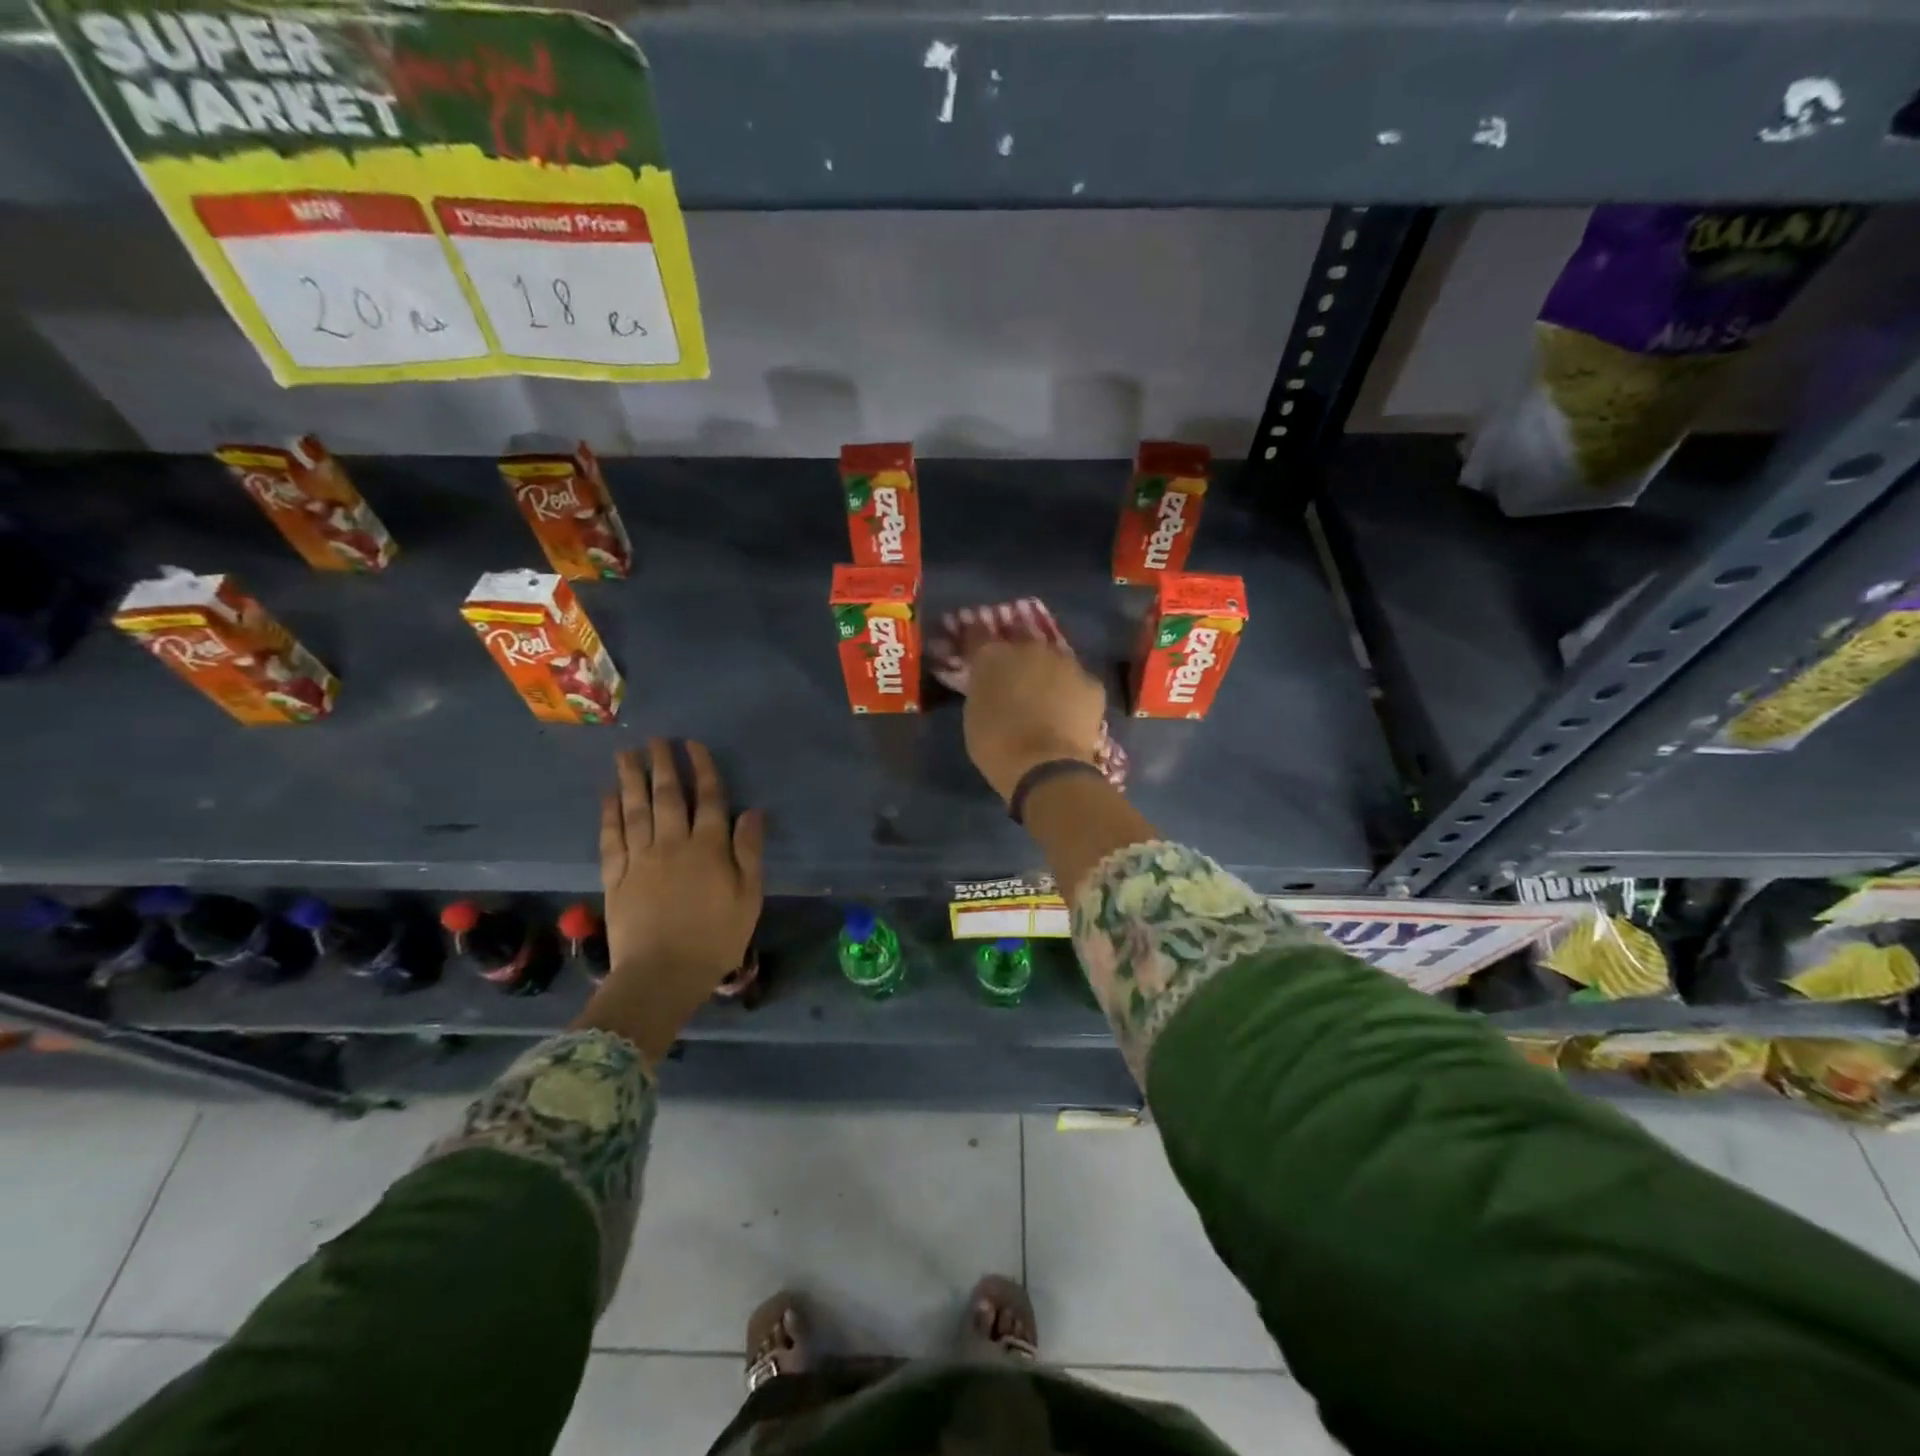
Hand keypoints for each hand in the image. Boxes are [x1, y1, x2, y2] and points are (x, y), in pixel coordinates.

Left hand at [578, 740, 764, 1064]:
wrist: (662, 975)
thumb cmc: (715, 938)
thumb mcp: (748, 897)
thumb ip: (749, 851)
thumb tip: (752, 811)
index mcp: (709, 848)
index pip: (708, 799)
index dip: (702, 769)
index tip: (693, 744)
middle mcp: (673, 844)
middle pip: (667, 796)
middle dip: (663, 765)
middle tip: (655, 739)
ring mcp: (640, 859)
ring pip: (635, 810)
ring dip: (631, 779)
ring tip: (626, 754)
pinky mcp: (616, 878)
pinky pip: (611, 839)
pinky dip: (608, 815)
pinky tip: (607, 797)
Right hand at [963, 638, 1107, 802]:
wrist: (1046, 767)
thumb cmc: (996, 746)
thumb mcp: (974, 715)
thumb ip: (982, 689)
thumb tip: (991, 684)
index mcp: (994, 655)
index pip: (980, 638)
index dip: (980, 647)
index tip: (980, 660)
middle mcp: (1031, 648)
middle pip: (1023, 646)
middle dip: (1019, 661)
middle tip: (1017, 684)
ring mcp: (1066, 664)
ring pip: (1055, 663)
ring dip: (1049, 676)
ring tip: (1047, 701)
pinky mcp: (1092, 684)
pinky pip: (1078, 685)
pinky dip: (1074, 696)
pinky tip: (1070, 716)